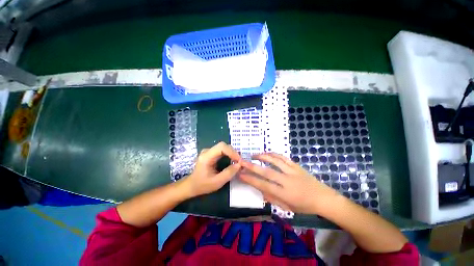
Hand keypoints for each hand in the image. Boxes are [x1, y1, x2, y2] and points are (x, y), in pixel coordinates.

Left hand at [183, 142, 241, 197]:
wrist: (192, 185)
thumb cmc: (202, 185)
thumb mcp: (217, 182)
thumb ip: (228, 173)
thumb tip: (239, 164)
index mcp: (206, 157)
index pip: (221, 147)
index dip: (232, 152)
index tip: (239, 160)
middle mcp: (207, 151)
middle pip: (223, 145)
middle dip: (233, 152)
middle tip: (239, 162)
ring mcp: (209, 151)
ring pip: (224, 147)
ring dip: (232, 153)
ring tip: (237, 161)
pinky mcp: (211, 153)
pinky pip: (222, 150)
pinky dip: (229, 154)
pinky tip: (232, 160)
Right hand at [239, 153, 338, 213]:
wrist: (323, 198)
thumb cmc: (305, 206)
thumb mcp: (287, 208)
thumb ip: (272, 198)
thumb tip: (260, 190)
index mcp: (285, 194)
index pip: (264, 185)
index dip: (251, 180)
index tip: (241, 174)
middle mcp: (287, 181)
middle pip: (267, 172)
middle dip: (252, 166)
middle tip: (242, 161)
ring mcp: (292, 171)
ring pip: (275, 161)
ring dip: (263, 157)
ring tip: (254, 155)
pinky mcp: (296, 166)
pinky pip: (283, 157)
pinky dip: (274, 154)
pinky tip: (267, 153)